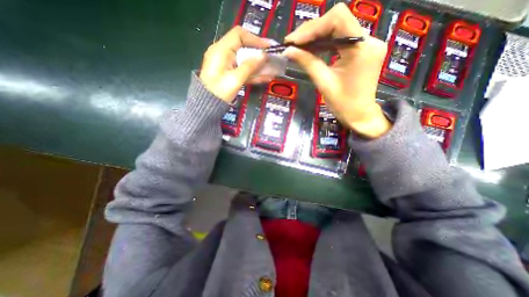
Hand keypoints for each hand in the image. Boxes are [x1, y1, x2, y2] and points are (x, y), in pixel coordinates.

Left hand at [201, 26, 269, 103]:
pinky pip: (241, 70)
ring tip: (270, 70)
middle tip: (270, 59)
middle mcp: (222, 53)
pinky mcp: (228, 74)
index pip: (239, 35)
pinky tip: (263, 78)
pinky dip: (252, 73)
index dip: (255, 39)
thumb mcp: (235, 79)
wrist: (207, 106)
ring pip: (243, 60)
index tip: (267, 47)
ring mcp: (225, 64)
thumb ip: (249, 66)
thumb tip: (264, 56)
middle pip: (243, 47)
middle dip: (257, 53)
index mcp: (221, 50)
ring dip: (256, 65)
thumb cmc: (219, 92)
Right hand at [283, 2, 389, 138]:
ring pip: (339, 29)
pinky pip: (342, 39)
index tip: (294, 41)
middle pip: (338, 21)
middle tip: (293, 43)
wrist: (359, 115)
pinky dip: (326, 42)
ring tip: (299, 46)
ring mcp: (368, 44)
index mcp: (361, 48)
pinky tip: (313, 49)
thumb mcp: (323, 82)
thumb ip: (307, 62)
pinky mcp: (363, 50)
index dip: (313, 27)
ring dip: (317, 36)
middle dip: (312, 31)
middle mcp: (369, 39)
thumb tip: (288, 50)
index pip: (338, 18)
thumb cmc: (342, 104)